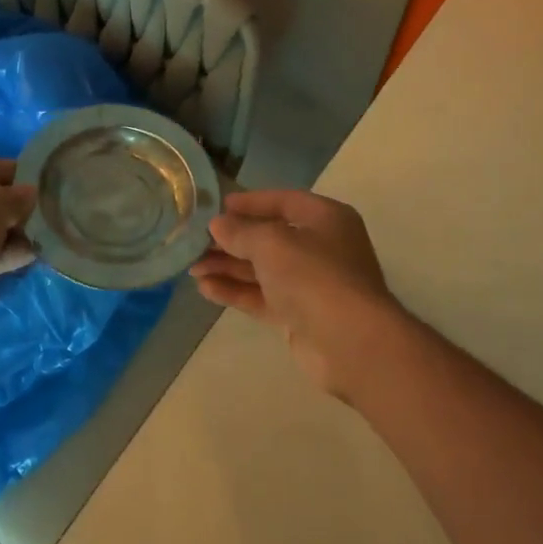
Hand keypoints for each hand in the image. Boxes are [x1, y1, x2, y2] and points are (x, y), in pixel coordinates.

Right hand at [191, 190, 402, 395]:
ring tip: (192, 267)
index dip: (251, 202)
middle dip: (232, 240)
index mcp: (325, 219)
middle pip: (270, 237)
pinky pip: (262, 297)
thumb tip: (217, 225)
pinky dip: (236, 291)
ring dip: (228, 267)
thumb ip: (241, 232)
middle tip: (196, 242)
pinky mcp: (299, 315)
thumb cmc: (314, 276)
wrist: (350, 342)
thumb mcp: (272, 243)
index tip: (219, 206)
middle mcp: (321, 248)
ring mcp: (310, 284)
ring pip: (262, 270)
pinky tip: (206, 289)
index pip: (284, 201)